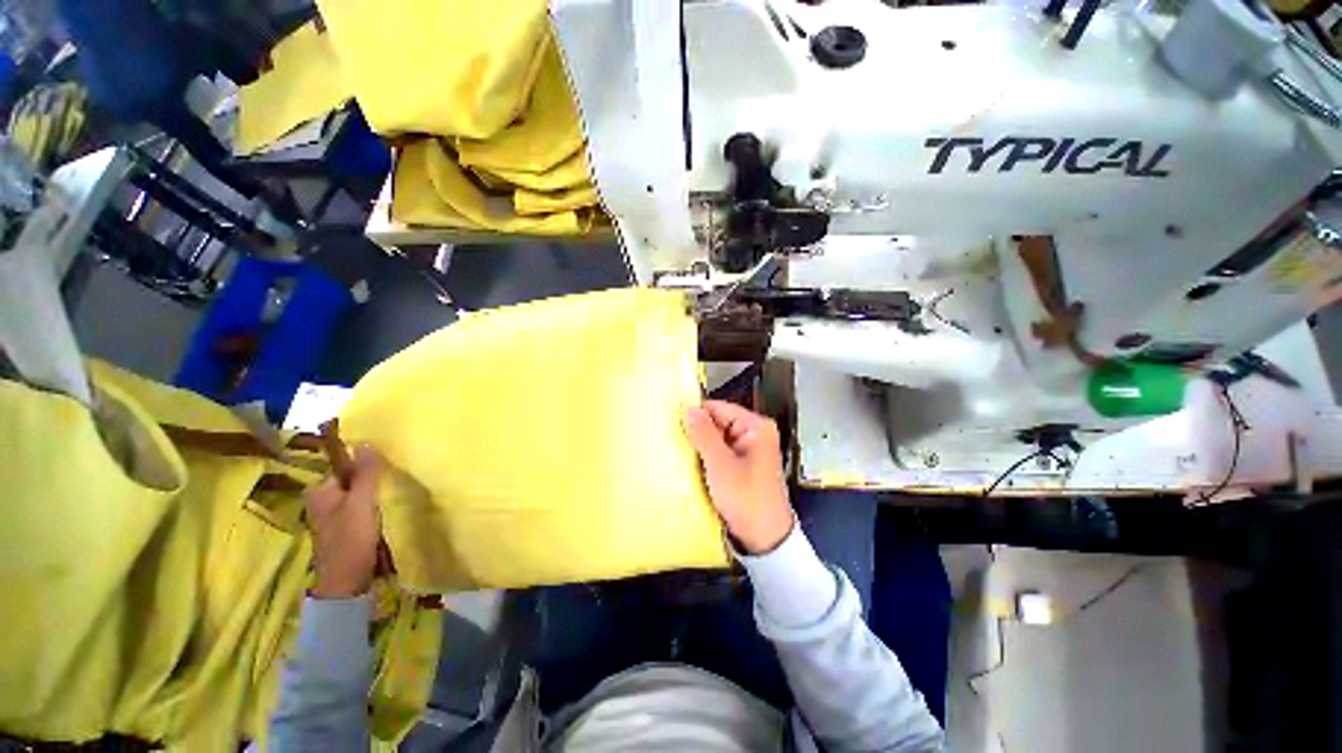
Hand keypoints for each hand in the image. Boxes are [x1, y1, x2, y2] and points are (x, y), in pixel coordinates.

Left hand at [306, 446, 383, 598]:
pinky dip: (373, 507)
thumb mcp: (362, 503)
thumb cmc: (351, 540)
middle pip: (352, 480)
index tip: (386, 467)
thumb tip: (366, 442)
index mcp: (320, 492)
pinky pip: (361, 508)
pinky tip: (386, 511)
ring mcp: (332, 517)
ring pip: (357, 495)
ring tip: (392, 495)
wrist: (348, 582)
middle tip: (392, 480)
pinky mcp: (344, 529)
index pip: (344, 467)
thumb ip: (366, 474)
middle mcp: (322, 501)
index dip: (365, 466)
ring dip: (374, 495)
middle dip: (371, 480)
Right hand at [683, 400, 794, 554]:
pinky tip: (692, 463)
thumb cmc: (746, 499)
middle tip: (673, 437)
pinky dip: (708, 456)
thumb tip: (689, 408)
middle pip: (719, 422)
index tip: (672, 418)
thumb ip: (704, 435)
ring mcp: (750, 450)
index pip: (720, 408)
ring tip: (679, 449)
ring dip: (701, 445)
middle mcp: (755, 434)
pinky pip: (721, 452)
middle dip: (698, 431)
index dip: (697, 412)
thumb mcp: (721, 465)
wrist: (765, 538)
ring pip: (718, 438)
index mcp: (756, 427)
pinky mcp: (744, 465)